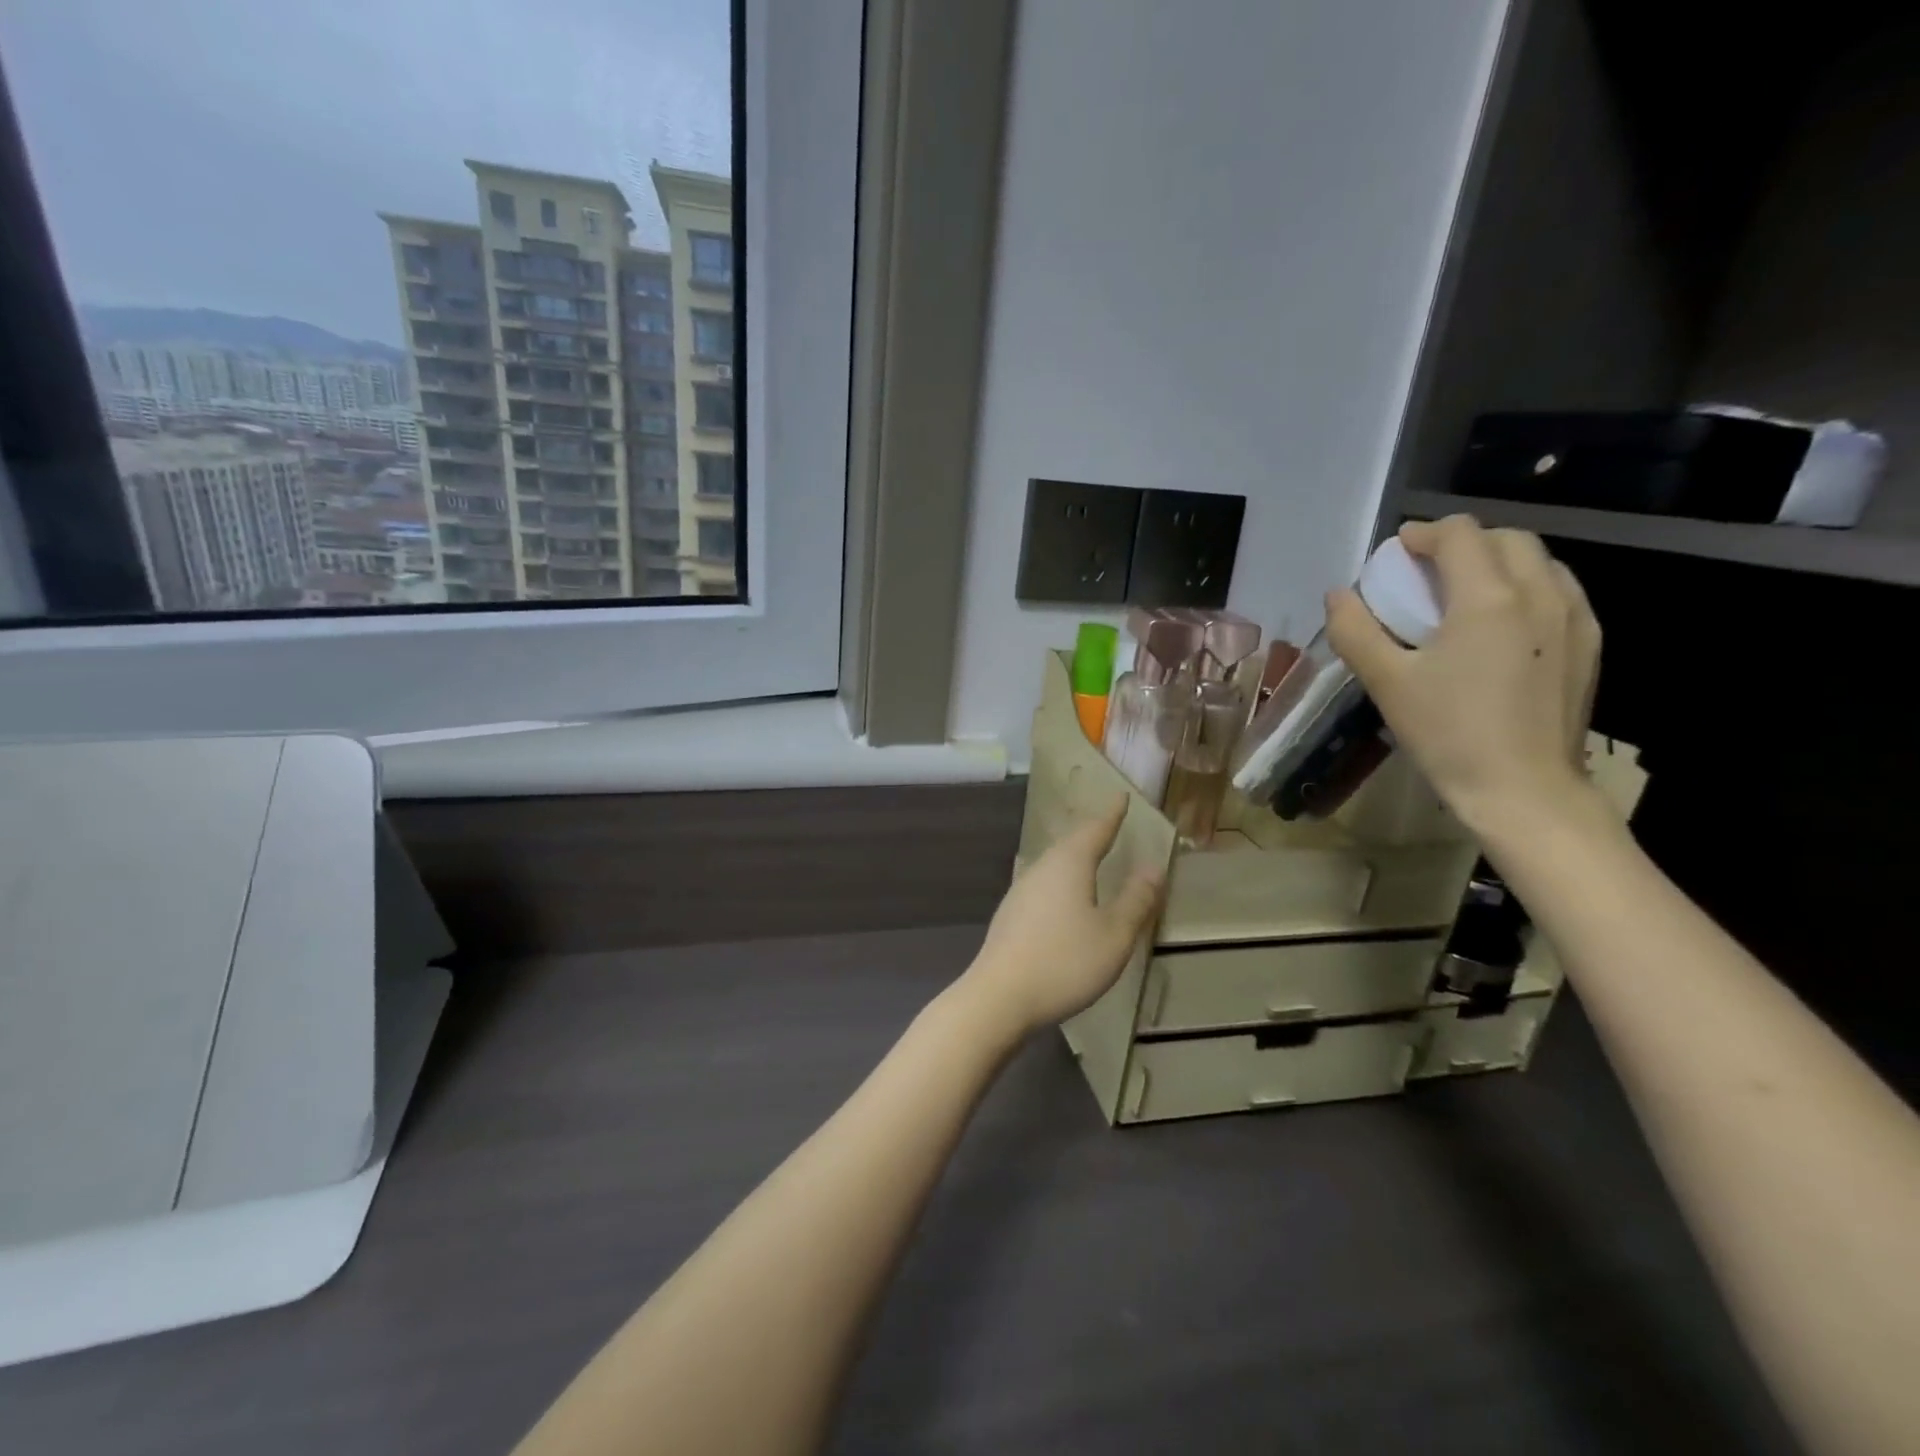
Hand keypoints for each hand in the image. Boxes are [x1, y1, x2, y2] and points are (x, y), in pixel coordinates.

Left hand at [960, 795, 1163, 1038]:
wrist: (999, 997)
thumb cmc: (1064, 962)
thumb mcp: (1113, 935)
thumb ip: (1136, 901)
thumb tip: (1153, 868)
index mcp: (1069, 864)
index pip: (1095, 830)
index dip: (1111, 815)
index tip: (1121, 797)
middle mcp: (1041, 868)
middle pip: (1070, 844)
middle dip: (1091, 834)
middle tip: (1109, 825)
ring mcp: (1020, 891)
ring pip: (1054, 865)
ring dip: (1074, 858)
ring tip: (1090, 857)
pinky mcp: (1010, 915)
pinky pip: (1043, 886)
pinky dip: (1061, 882)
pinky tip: (1062, 897)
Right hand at [1326, 514, 1601, 835]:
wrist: (1523, 790)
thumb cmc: (1448, 734)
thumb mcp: (1386, 682)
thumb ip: (1355, 630)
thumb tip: (1337, 595)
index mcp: (1487, 598)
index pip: (1459, 534)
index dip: (1423, 534)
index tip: (1397, 555)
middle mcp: (1539, 593)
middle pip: (1504, 538)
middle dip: (1462, 543)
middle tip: (1427, 574)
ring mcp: (1574, 617)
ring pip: (1538, 560)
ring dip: (1497, 562)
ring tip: (1464, 595)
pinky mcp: (1589, 643)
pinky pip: (1558, 590)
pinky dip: (1526, 586)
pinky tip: (1502, 624)